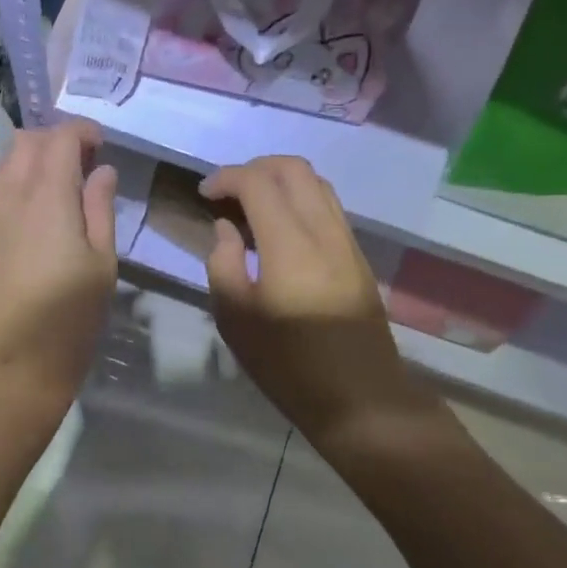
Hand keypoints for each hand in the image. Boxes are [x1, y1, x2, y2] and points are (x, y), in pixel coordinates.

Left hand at [0, 120, 117, 418]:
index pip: (61, 137)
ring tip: (48, 193)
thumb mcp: (102, 264)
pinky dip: (7, 198)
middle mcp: (6, 196)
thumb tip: (101, 172)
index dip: (83, 132)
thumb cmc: (69, 317)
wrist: (8, 369)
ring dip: (26, 166)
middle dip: (54, 142)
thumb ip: (100, 209)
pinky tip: (21, 230)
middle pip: (25, 142)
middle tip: (78, 166)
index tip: (100, 146)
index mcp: (47, 195)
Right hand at [200, 156, 419, 439]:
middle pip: (293, 168)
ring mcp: (347, 241)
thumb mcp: (236, 320)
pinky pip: (328, 205)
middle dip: (255, 167)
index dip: (226, 178)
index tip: (204, 193)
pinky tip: (280, 227)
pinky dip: (300, 199)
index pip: (258, 182)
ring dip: (280, 180)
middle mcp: (324, 231)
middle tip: (228, 192)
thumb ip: (223, 263)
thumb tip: (226, 228)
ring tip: (252, 205)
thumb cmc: (289, 366)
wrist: (362, 400)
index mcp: (290, 245)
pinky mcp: (358, 255)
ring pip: (316, 182)